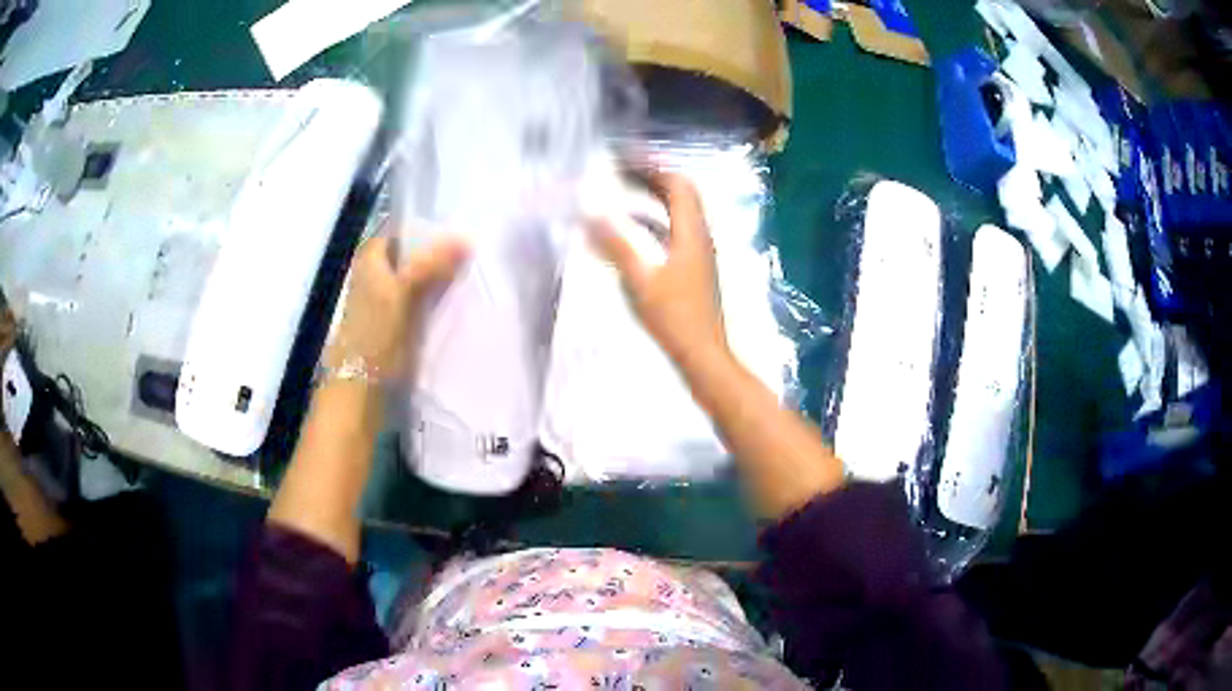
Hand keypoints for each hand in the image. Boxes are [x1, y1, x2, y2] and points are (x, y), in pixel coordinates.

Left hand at [324, 233, 468, 380]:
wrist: (362, 387)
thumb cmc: (376, 335)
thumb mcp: (404, 293)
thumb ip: (431, 264)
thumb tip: (466, 238)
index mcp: (369, 258)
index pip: (400, 230)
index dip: (426, 228)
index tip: (457, 229)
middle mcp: (372, 273)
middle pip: (408, 253)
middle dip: (435, 253)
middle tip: (469, 252)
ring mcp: (380, 298)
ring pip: (413, 276)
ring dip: (436, 276)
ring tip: (466, 274)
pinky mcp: (390, 322)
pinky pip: (415, 298)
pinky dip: (431, 297)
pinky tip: (450, 302)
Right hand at [589, 170, 727, 366]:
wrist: (704, 355)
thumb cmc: (674, 319)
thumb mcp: (641, 281)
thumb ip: (616, 246)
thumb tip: (590, 214)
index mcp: (691, 232)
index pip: (677, 184)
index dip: (650, 166)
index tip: (622, 158)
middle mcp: (699, 235)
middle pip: (680, 193)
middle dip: (650, 176)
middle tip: (619, 169)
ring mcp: (699, 251)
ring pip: (678, 211)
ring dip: (653, 196)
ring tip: (622, 189)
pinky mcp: (694, 267)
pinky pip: (674, 231)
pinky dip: (653, 220)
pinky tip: (632, 228)